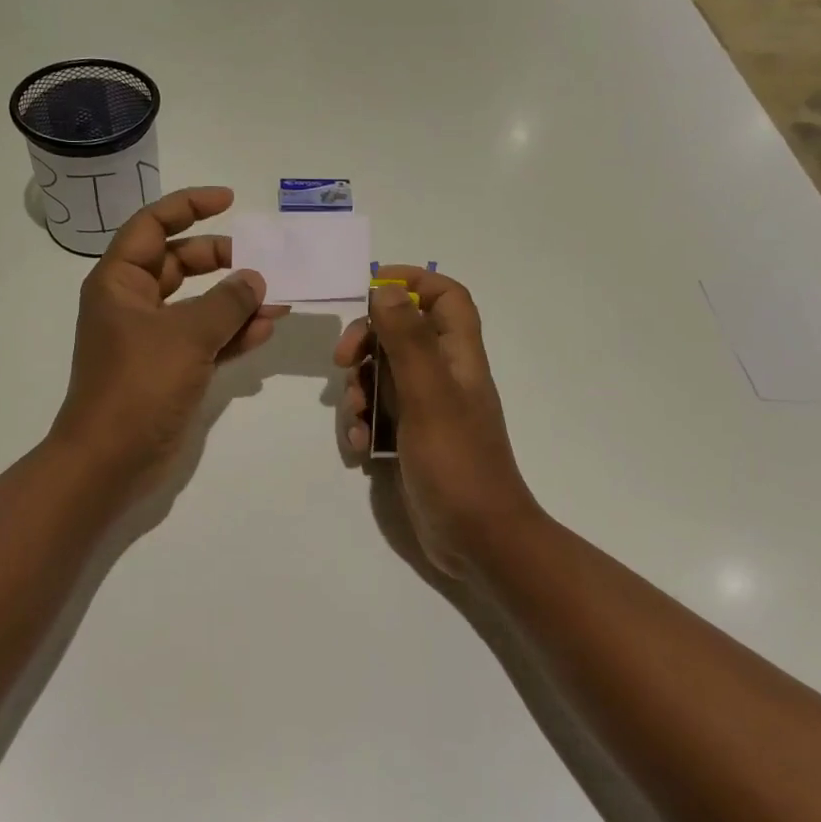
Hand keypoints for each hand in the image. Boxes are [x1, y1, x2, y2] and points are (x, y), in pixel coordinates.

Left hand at [51, 186, 285, 500]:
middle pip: (179, 262)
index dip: (189, 206)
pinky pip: (204, 339)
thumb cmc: (138, 385)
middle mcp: (133, 303)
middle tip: (260, 260)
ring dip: (234, 300)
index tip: (229, 200)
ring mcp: (151, 338)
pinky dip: (231, 333)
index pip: (153, 225)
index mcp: (120, 281)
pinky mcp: (169, 369)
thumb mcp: (186, 335)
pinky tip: (264, 330)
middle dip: (220, 258)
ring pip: (197, 303)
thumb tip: (254, 279)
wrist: (110, 460)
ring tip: (277, 299)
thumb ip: (226, 302)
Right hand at [333, 267, 542, 577]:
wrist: (477, 539)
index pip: (446, 297)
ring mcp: (426, 408)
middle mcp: (443, 375)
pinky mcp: (410, 438)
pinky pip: (376, 414)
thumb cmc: (457, 462)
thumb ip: (407, 339)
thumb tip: (384, 288)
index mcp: (458, 356)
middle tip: (343, 360)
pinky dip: (361, 424)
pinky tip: (359, 448)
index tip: (370, 288)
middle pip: (400, 332)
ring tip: (355, 417)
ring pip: (381, 374)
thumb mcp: (428, 395)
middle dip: (366, 340)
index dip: (413, 282)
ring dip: (358, 389)